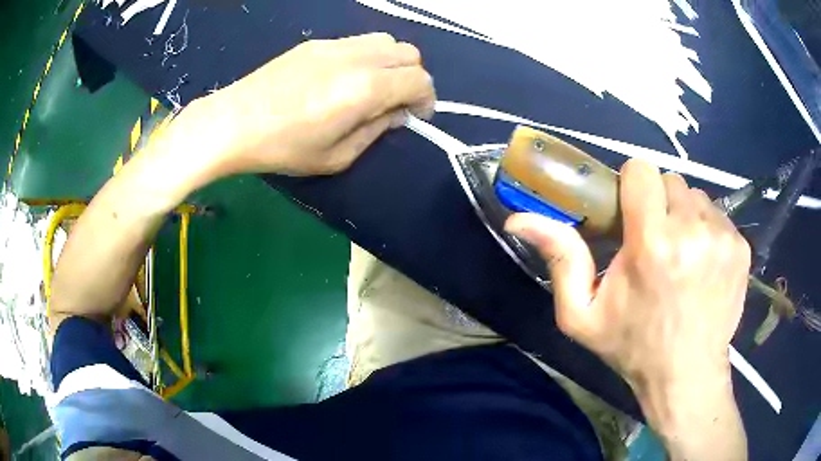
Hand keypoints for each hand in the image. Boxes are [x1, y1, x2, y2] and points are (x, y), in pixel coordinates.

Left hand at [183, 33, 434, 178]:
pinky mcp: (316, 43)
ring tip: (371, 87)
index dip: (426, 98)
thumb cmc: (284, 147)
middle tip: (395, 102)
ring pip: (385, 41)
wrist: (234, 122)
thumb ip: (376, 131)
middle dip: (412, 78)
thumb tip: (397, 113)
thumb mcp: (337, 156)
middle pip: (409, 53)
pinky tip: (343, 78)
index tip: (415, 116)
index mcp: (365, 88)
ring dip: (391, 63)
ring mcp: (335, 45)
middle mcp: (357, 57)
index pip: (419, 79)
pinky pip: (357, 42)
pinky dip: (366, 57)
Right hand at [505, 159, 749, 459]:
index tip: (631, 213)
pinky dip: (707, 231)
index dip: (633, 187)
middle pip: (670, 181)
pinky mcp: (741, 247)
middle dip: (660, 204)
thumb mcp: (582, 315)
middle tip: (656, 241)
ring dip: (685, 217)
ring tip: (681, 255)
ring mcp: (723, 238)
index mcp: (652, 244)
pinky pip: (719, 217)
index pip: (642, 171)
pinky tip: (702, 264)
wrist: (686, 374)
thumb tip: (519, 218)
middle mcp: (692, 231)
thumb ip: (559, 260)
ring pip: (697, 197)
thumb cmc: (633, 346)